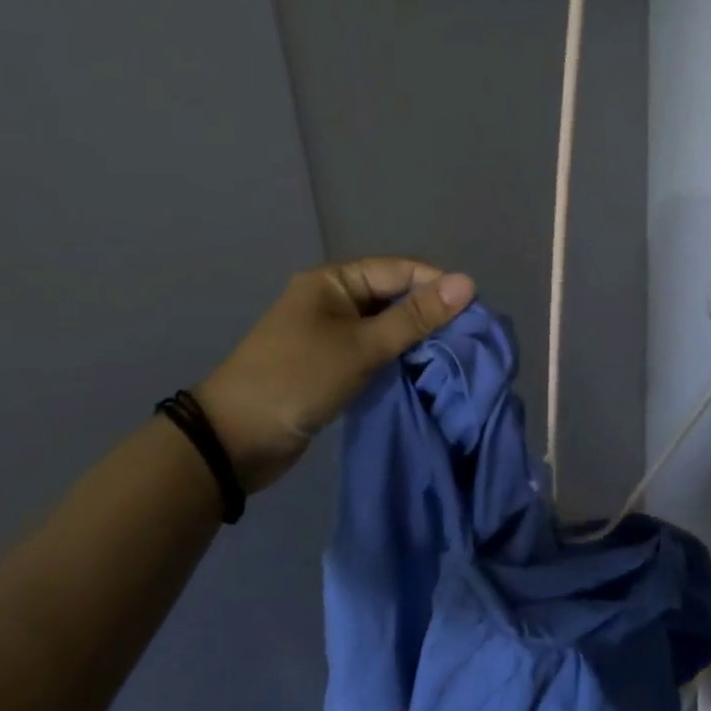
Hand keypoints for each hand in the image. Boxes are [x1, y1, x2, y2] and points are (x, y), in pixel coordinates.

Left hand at [196, 257, 475, 493]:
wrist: (235, 440)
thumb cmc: (298, 380)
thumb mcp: (361, 347)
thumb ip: (415, 318)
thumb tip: (468, 282)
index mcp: (334, 280)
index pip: (400, 270)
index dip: (438, 286)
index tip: (475, 314)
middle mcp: (333, 299)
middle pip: (394, 296)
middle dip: (430, 315)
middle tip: (468, 341)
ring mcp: (330, 332)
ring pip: (386, 326)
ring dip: (415, 340)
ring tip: (452, 358)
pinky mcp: (331, 363)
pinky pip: (373, 351)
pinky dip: (397, 359)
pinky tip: (422, 372)